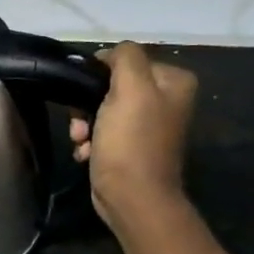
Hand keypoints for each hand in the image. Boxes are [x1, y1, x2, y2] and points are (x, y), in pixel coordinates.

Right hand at [71, 43, 198, 232]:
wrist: (132, 198)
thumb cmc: (131, 142)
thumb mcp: (130, 88)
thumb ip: (124, 57)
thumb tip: (109, 54)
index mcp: (174, 81)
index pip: (126, 60)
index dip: (100, 74)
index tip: (84, 93)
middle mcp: (166, 100)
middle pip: (112, 86)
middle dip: (88, 104)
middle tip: (79, 123)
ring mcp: (148, 126)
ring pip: (102, 110)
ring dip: (84, 125)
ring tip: (81, 141)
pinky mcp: (131, 147)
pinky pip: (103, 133)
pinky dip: (91, 142)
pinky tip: (86, 153)